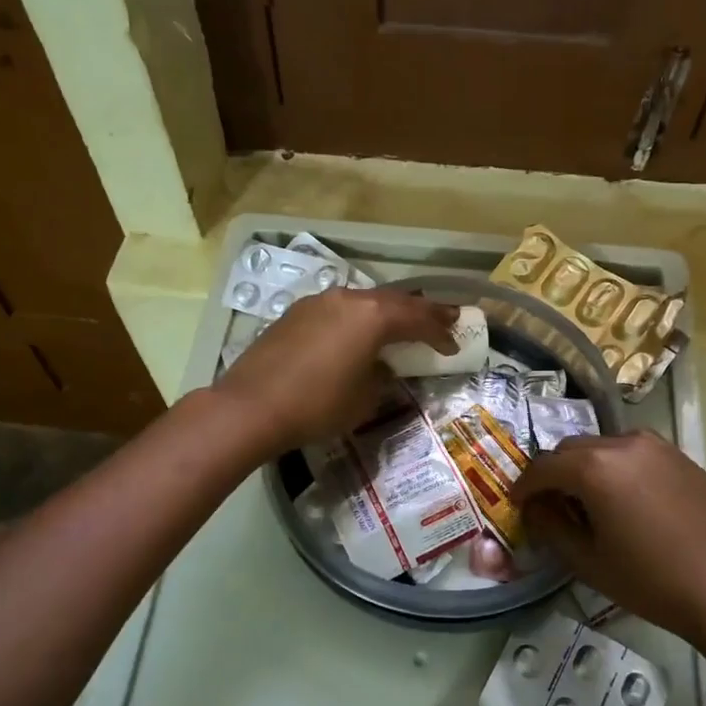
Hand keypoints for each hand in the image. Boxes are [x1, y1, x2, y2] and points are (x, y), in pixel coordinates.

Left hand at [215, 288, 456, 449]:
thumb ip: (383, 376)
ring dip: (387, 312)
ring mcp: (318, 302)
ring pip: (364, 301)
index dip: (440, 332)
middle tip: (444, 319)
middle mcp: (348, 299)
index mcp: (373, 316)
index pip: (418, 318)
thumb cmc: (317, 406)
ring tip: (403, 324)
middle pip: (394, 301)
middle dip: (421, 312)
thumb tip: (383, 367)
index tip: (454, 345)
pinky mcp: (296, 313)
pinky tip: (358, 333)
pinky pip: (339, 310)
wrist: (251, 407)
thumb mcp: (364, 398)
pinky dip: (358, 319)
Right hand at [512, 431, 705, 648]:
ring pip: (604, 447)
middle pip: (573, 449)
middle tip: (552, 506)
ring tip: (590, 503)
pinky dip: (618, 469)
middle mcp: (624, 443)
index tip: (517, 504)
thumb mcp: (587, 561)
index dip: (524, 486)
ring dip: (587, 468)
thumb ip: (550, 527)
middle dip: (555, 473)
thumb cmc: (650, 581)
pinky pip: (635, 453)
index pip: (544, 466)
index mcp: (595, 467)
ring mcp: (658, 446)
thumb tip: (533, 507)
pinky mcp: (681, 457)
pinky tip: (626, 502)